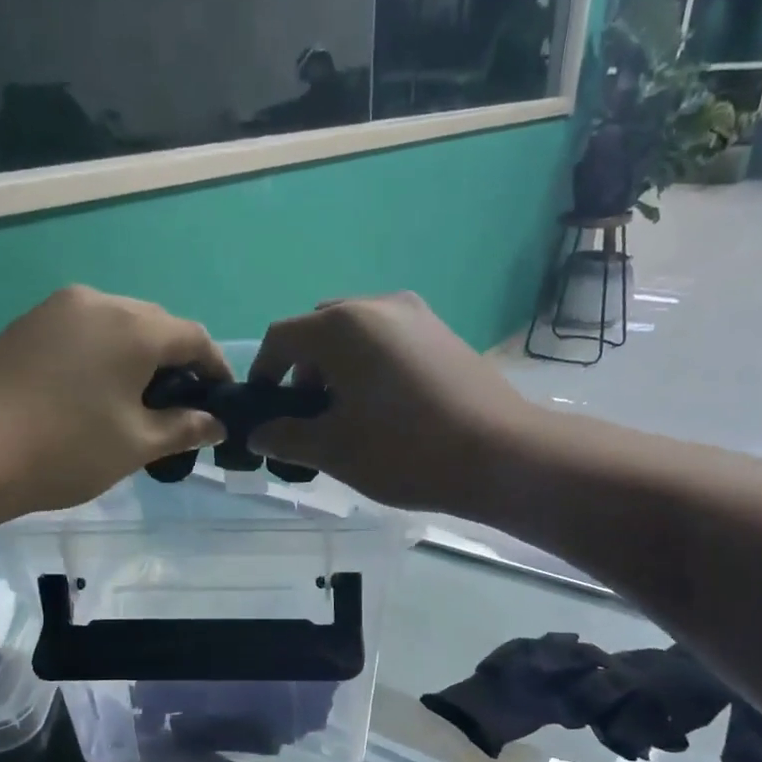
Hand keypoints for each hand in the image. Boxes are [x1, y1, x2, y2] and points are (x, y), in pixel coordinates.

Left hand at [0, 286, 226, 517]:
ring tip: (135, 400)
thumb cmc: (68, 449)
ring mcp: (56, 309)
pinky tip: (92, 391)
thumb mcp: (137, 444)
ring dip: (136, 355)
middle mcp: (98, 302)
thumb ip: (184, 428)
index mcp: (134, 328)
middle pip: (154, 324)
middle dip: (176, 361)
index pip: (194, 337)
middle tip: (179, 405)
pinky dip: (101, 354)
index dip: (216, 368)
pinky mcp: (26, 324)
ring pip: (115, 324)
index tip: (221, 401)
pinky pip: (81, 331)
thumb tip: (216, 424)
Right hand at [247, 292, 529, 512]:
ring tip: (347, 414)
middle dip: (303, 369)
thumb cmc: (404, 451)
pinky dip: (370, 365)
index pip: (282, 337)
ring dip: (337, 367)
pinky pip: (388, 340)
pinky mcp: (442, 333)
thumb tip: (260, 434)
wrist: (501, 455)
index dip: (263, 371)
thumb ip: (286, 437)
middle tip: (308, 415)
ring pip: (356, 333)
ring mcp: (416, 315)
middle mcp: (377, 306)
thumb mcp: (334, 450)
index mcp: (343, 326)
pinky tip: (384, 407)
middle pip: (320, 329)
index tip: (264, 408)